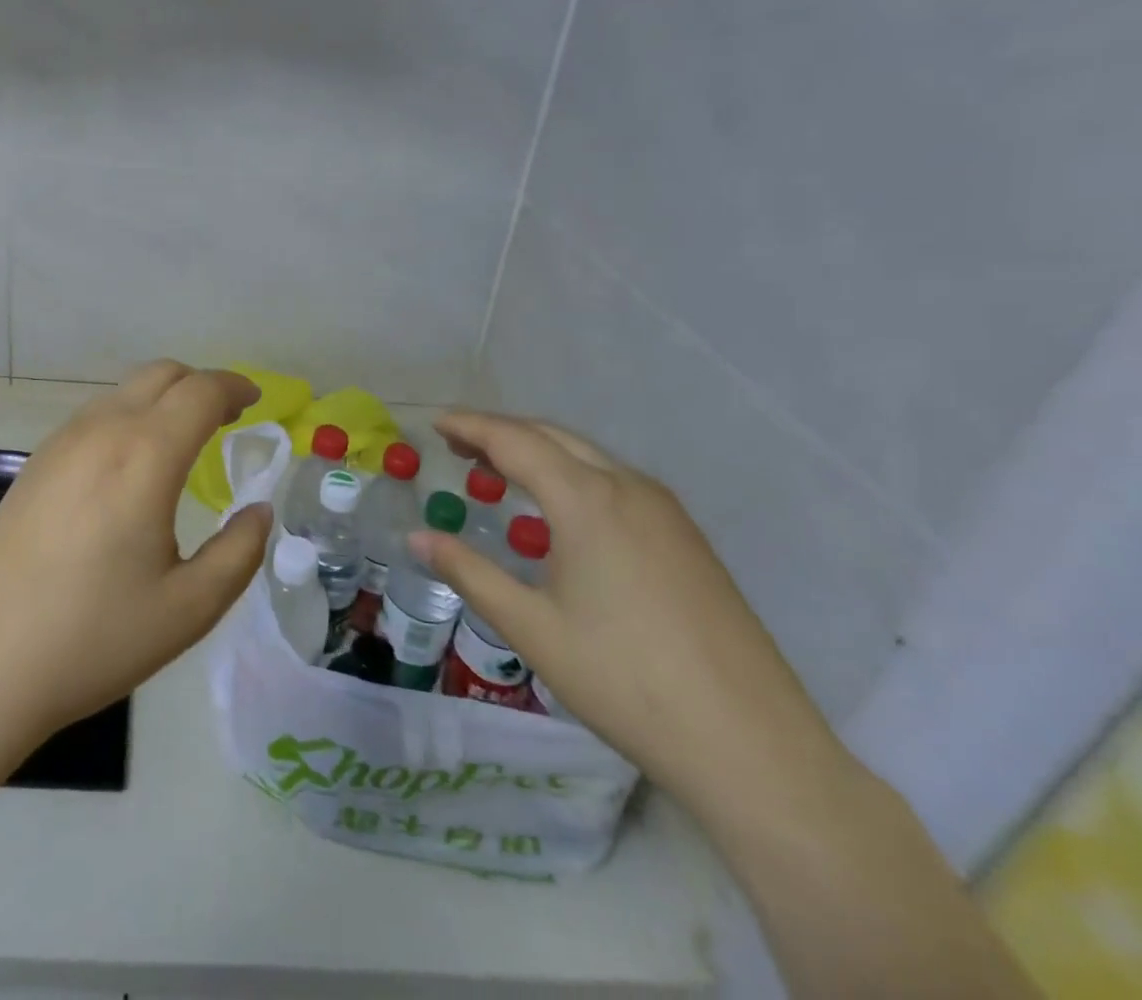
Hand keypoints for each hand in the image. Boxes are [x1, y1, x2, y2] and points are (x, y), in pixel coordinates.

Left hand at [0, 361, 270, 744]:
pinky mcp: (34, 462)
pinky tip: (131, 462)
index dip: (235, 386)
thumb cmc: (92, 637)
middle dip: (202, 384)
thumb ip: (238, 553)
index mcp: (145, 455)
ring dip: (163, 398)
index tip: (258, 400)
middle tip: (227, 416)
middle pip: (161, 374)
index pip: (201, 391)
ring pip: (124, 391)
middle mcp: (101, 431)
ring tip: (184, 438)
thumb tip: (258, 511)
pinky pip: (94, 415)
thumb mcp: (188, 608)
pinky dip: (129, 415)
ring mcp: (60, 442)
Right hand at [414, 412, 850, 817]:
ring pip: (588, 456)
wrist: (752, 746)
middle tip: (458, 446)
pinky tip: (558, 511)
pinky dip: (572, 475)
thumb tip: (417, 538)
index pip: (515, 441)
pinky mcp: (686, 538)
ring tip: (499, 472)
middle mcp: (628, 488)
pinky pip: (615, 482)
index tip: (436, 423)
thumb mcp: (531, 627)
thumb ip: (469, 572)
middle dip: (501, 432)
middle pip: (552, 437)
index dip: (471, 427)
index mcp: (587, 500)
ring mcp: (666, 511)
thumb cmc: (625, 681)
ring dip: (538, 452)